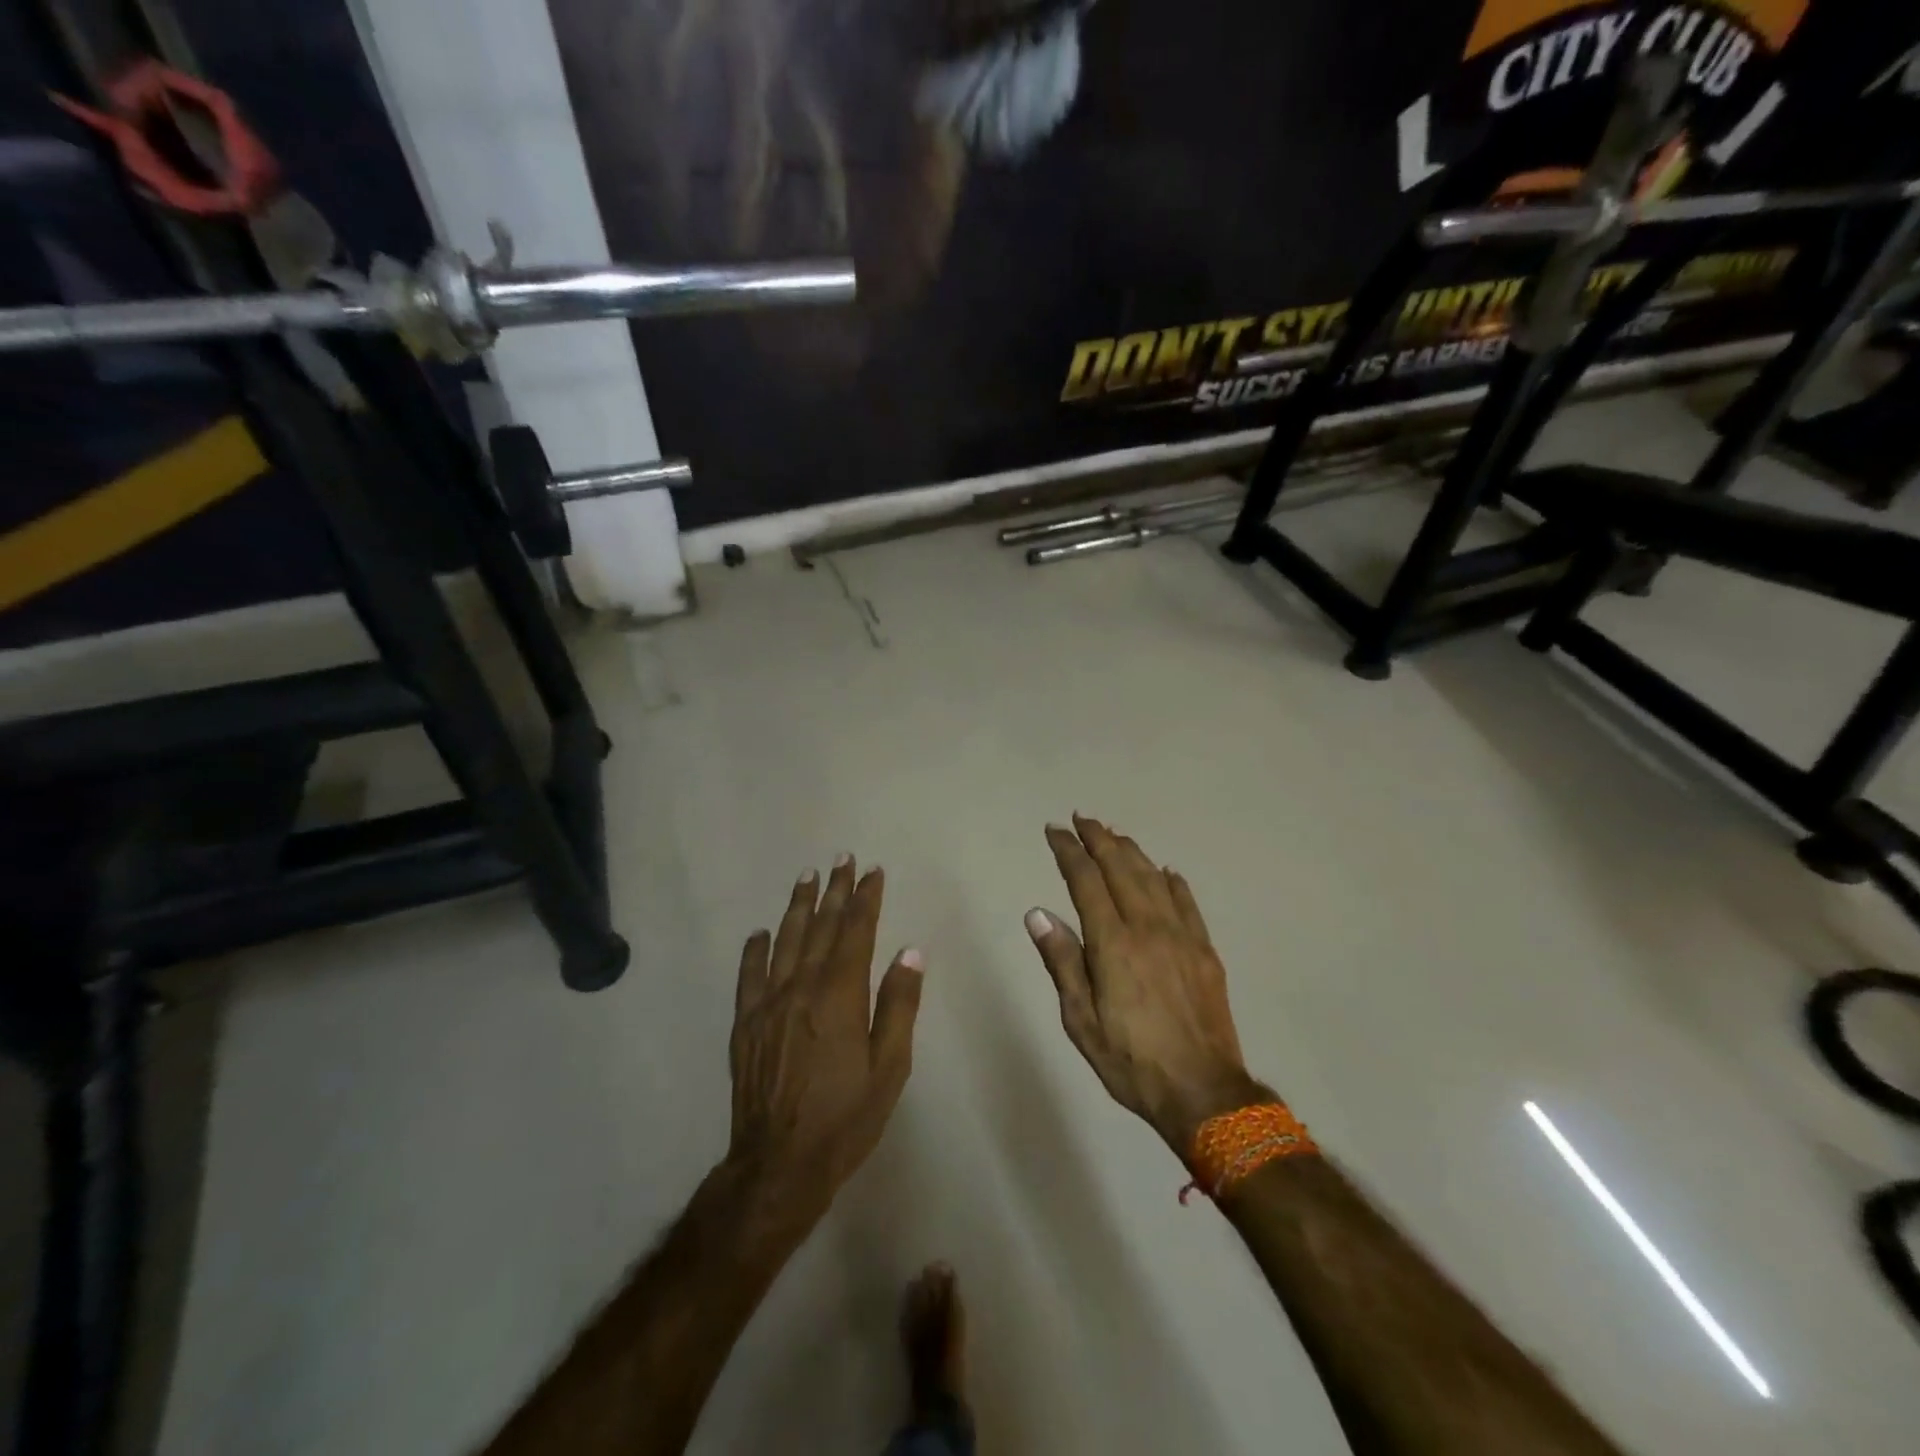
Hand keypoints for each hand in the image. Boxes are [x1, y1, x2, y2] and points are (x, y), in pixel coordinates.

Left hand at [727, 856, 924, 1226]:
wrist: (779, 1164)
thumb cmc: (845, 1117)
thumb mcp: (889, 1068)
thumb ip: (898, 1006)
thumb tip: (910, 952)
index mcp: (840, 996)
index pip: (855, 932)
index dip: (865, 899)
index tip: (872, 871)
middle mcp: (802, 988)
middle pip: (820, 928)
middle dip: (834, 891)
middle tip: (841, 859)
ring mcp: (769, 1004)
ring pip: (785, 942)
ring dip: (797, 906)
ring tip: (806, 877)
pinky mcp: (746, 1024)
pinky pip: (749, 976)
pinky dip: (755, 950)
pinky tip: (760, 933)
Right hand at [1027, 816, 1265, 1155]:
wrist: (1203, 1092)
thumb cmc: (1130, 1061)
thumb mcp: (1080, 1020)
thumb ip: (1061, 961)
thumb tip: (1038, 913)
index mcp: (1113, 943)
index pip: (1085, 880)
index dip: (1068, 851)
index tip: (1054, 831)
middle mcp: (1148, 927)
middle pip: (1121, 868)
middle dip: (1099, 839)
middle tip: (1081, 819)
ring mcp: (1182, 936)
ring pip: (1153, 878)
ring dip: (1131, 851)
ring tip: (1114, 835)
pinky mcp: (1205, 950)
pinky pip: (1187, 902)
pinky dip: (1172, 881)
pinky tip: (1165, 871)